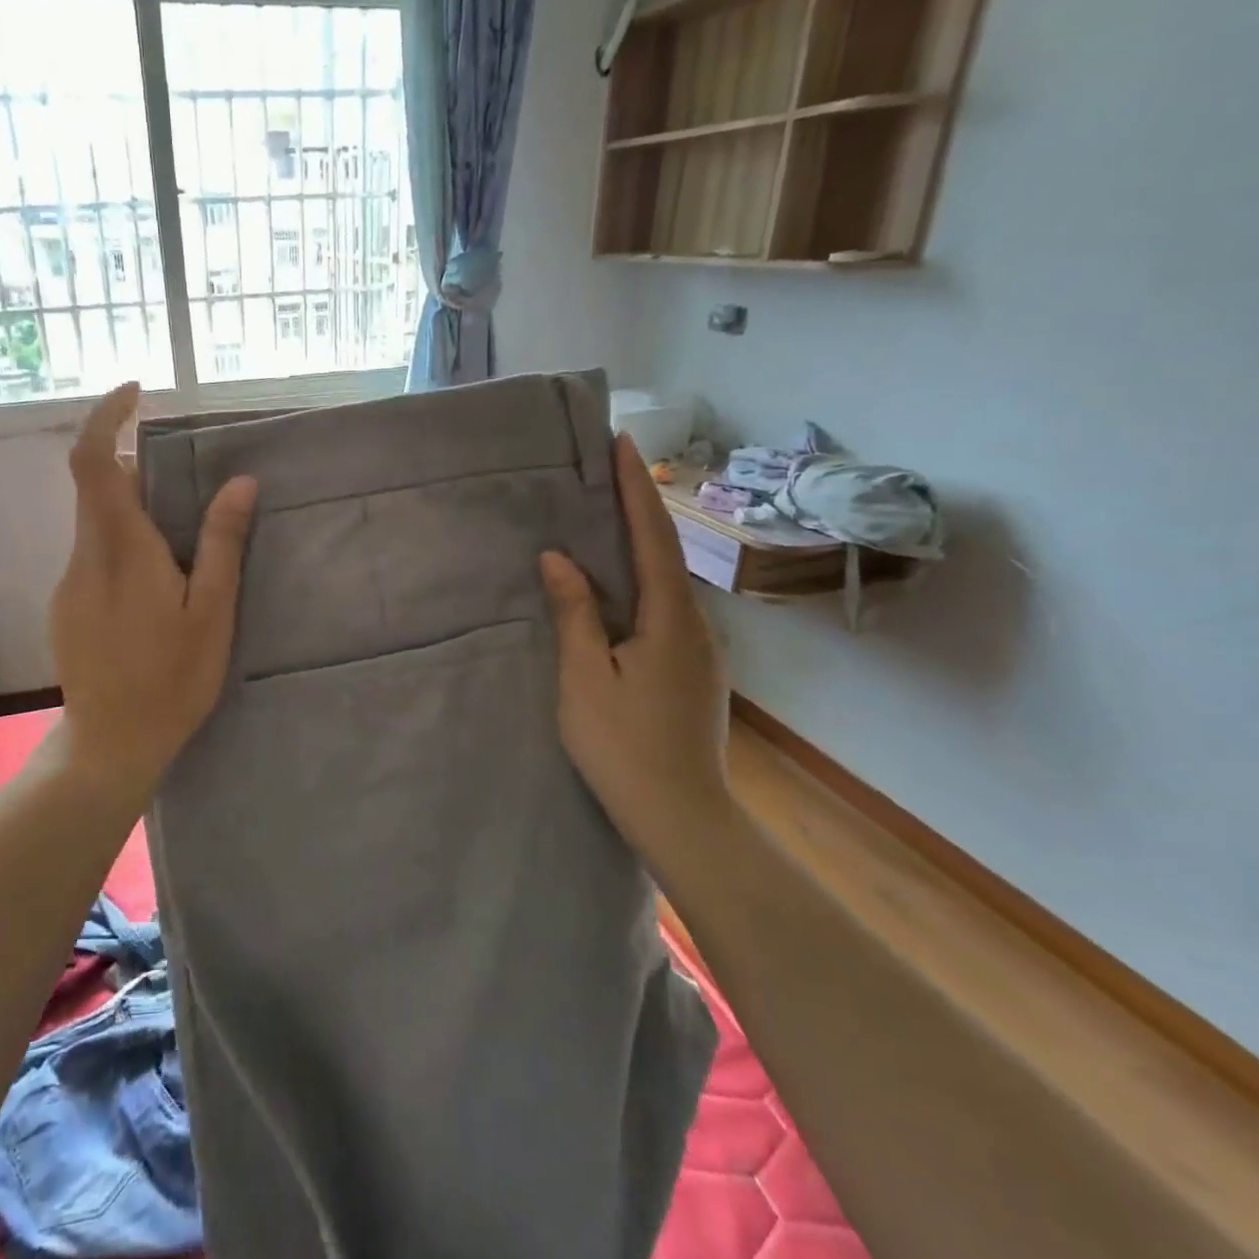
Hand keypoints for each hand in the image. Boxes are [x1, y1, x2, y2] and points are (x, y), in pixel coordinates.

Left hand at [49, 384, 257, 809]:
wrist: (111, 744)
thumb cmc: (172, 681)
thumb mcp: (211, 614)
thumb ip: (222, 545)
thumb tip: (241, 483)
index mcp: (121, 550)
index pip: (93, 461)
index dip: (106, 417)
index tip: (137, 394)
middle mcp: (84, 557)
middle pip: (98, 488)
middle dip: (139, 472)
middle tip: (190, 494)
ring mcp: (68, 583)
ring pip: (98, 525)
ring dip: (136, 515)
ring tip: (184, 555)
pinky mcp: (66, 608)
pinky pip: (94, 556)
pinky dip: (123, 548)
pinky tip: (156, 594)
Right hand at [540, 433, 729, 856]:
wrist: (682, 815)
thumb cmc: (623, 746)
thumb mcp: (585, 677)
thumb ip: (575, 613)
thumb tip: (558, 558)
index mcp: (669, 618)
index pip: (652, 537)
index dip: (635, 488)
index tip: (623, 443)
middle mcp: (695, 624)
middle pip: (666, 553)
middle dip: (640, 507)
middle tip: (610, 470)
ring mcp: (700, 649)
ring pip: (667, 583)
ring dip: (641, 545)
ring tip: (609, 519)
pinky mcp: (694, 671)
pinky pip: (666, 609)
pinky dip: (642, 582)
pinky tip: (620, 589)